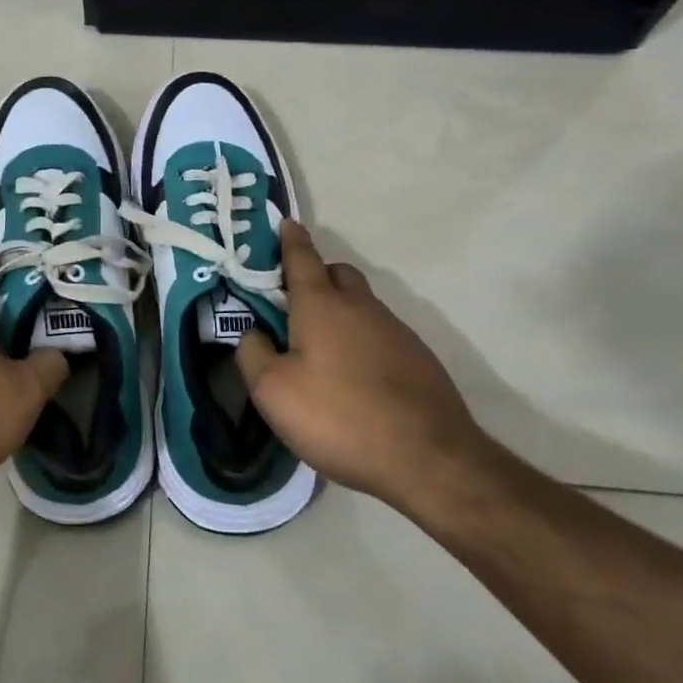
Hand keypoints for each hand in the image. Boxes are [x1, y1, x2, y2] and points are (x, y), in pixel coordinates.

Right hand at [237, 222, 492, 513]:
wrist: (428, 458)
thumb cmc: (339, 417)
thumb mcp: (273, 391)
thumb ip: (253, 354)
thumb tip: (254, 333)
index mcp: (321, 305)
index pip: (302, 257)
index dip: (291, 240)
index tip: (286, 224)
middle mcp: (361, 307)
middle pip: (338, 273)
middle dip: (316, 276)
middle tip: (294, 303)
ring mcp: (395, 331)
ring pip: (362, 304)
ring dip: (341, 312)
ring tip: (322, 350)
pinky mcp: (419, 358)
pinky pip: (381, 334)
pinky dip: (363, 341)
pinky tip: (356, 378)